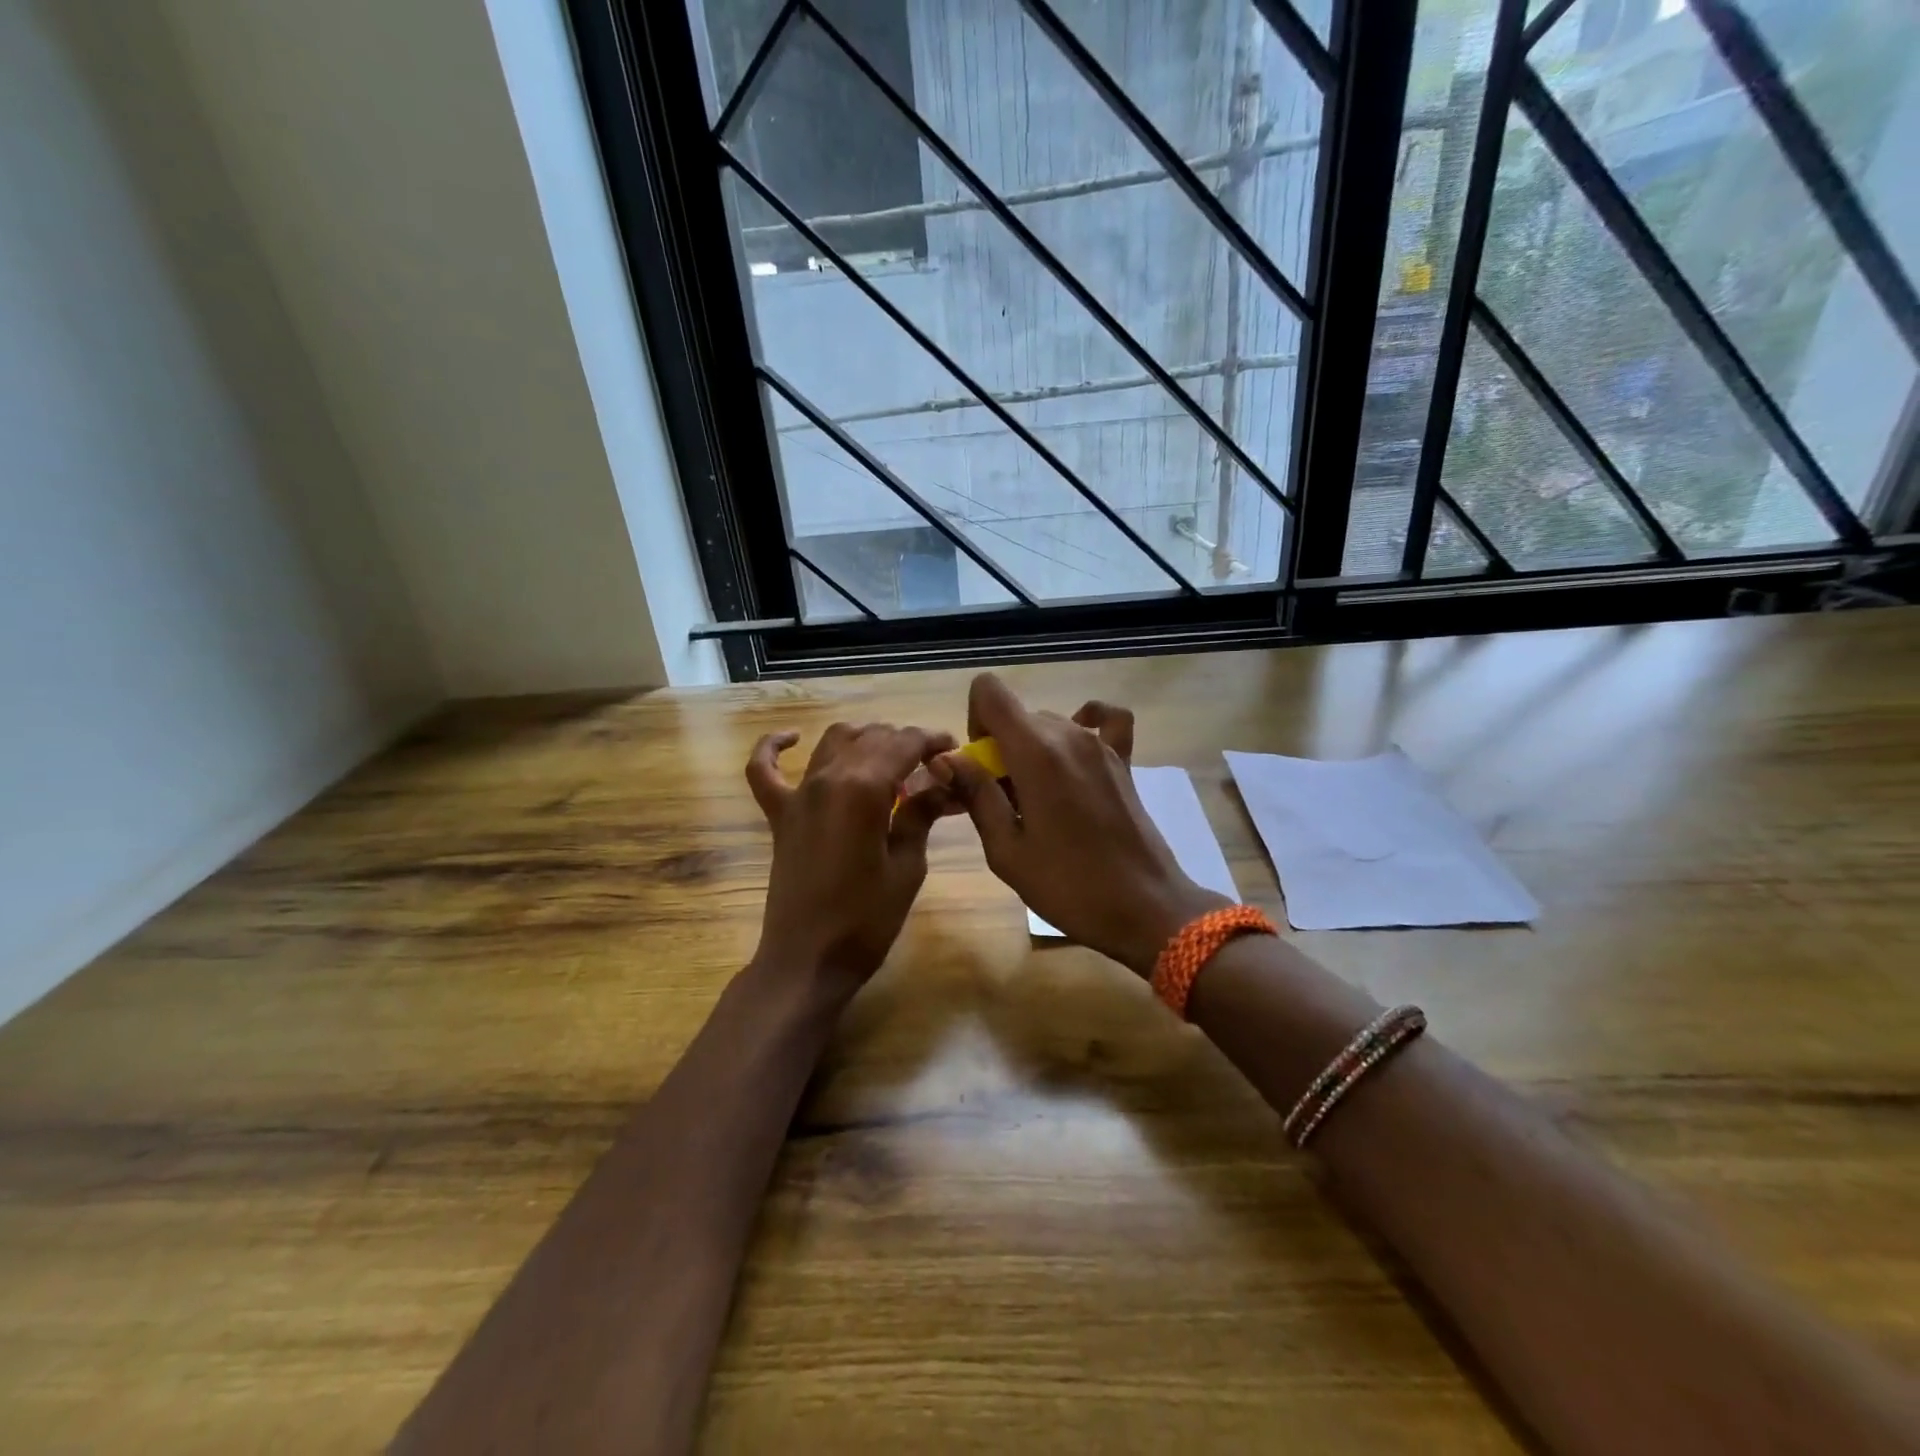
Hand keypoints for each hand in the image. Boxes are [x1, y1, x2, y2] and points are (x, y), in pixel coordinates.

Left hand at [746, 722, 956, 987]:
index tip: (954, 752)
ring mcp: (798, 794)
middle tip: (932, 768)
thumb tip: (941, 785)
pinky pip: (764, 770)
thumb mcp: (907, 867)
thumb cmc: (867, 919)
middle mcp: (828, 778)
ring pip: (833, 742)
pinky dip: (773, 747)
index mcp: (864, 788)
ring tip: (889, 759)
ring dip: (865, 740)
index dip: (933, 742)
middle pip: (872, 737)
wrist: (808, 960)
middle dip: (906, 743)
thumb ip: (921, 815)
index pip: (904, 743)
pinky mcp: (779, 814)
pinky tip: (792, 739)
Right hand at [937, 674, 1227, 974]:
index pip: (990, 691)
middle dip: (1000, 748)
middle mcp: (1069, 733)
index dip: (974, 721)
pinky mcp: (1123, 760)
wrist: (1145, 907)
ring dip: (1031, 751)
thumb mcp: (1006, 849)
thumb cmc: (1068, 885)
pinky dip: (1083, 725)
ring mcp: (1101, 744)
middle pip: (1017, 716)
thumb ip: (975, 794)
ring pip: (1049, 724)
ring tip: (1037, 801)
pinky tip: (1073, 755)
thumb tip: (946, 758)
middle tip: (1004, 802)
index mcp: (1035, 751)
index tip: (980, 767)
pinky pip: (1104, 720)